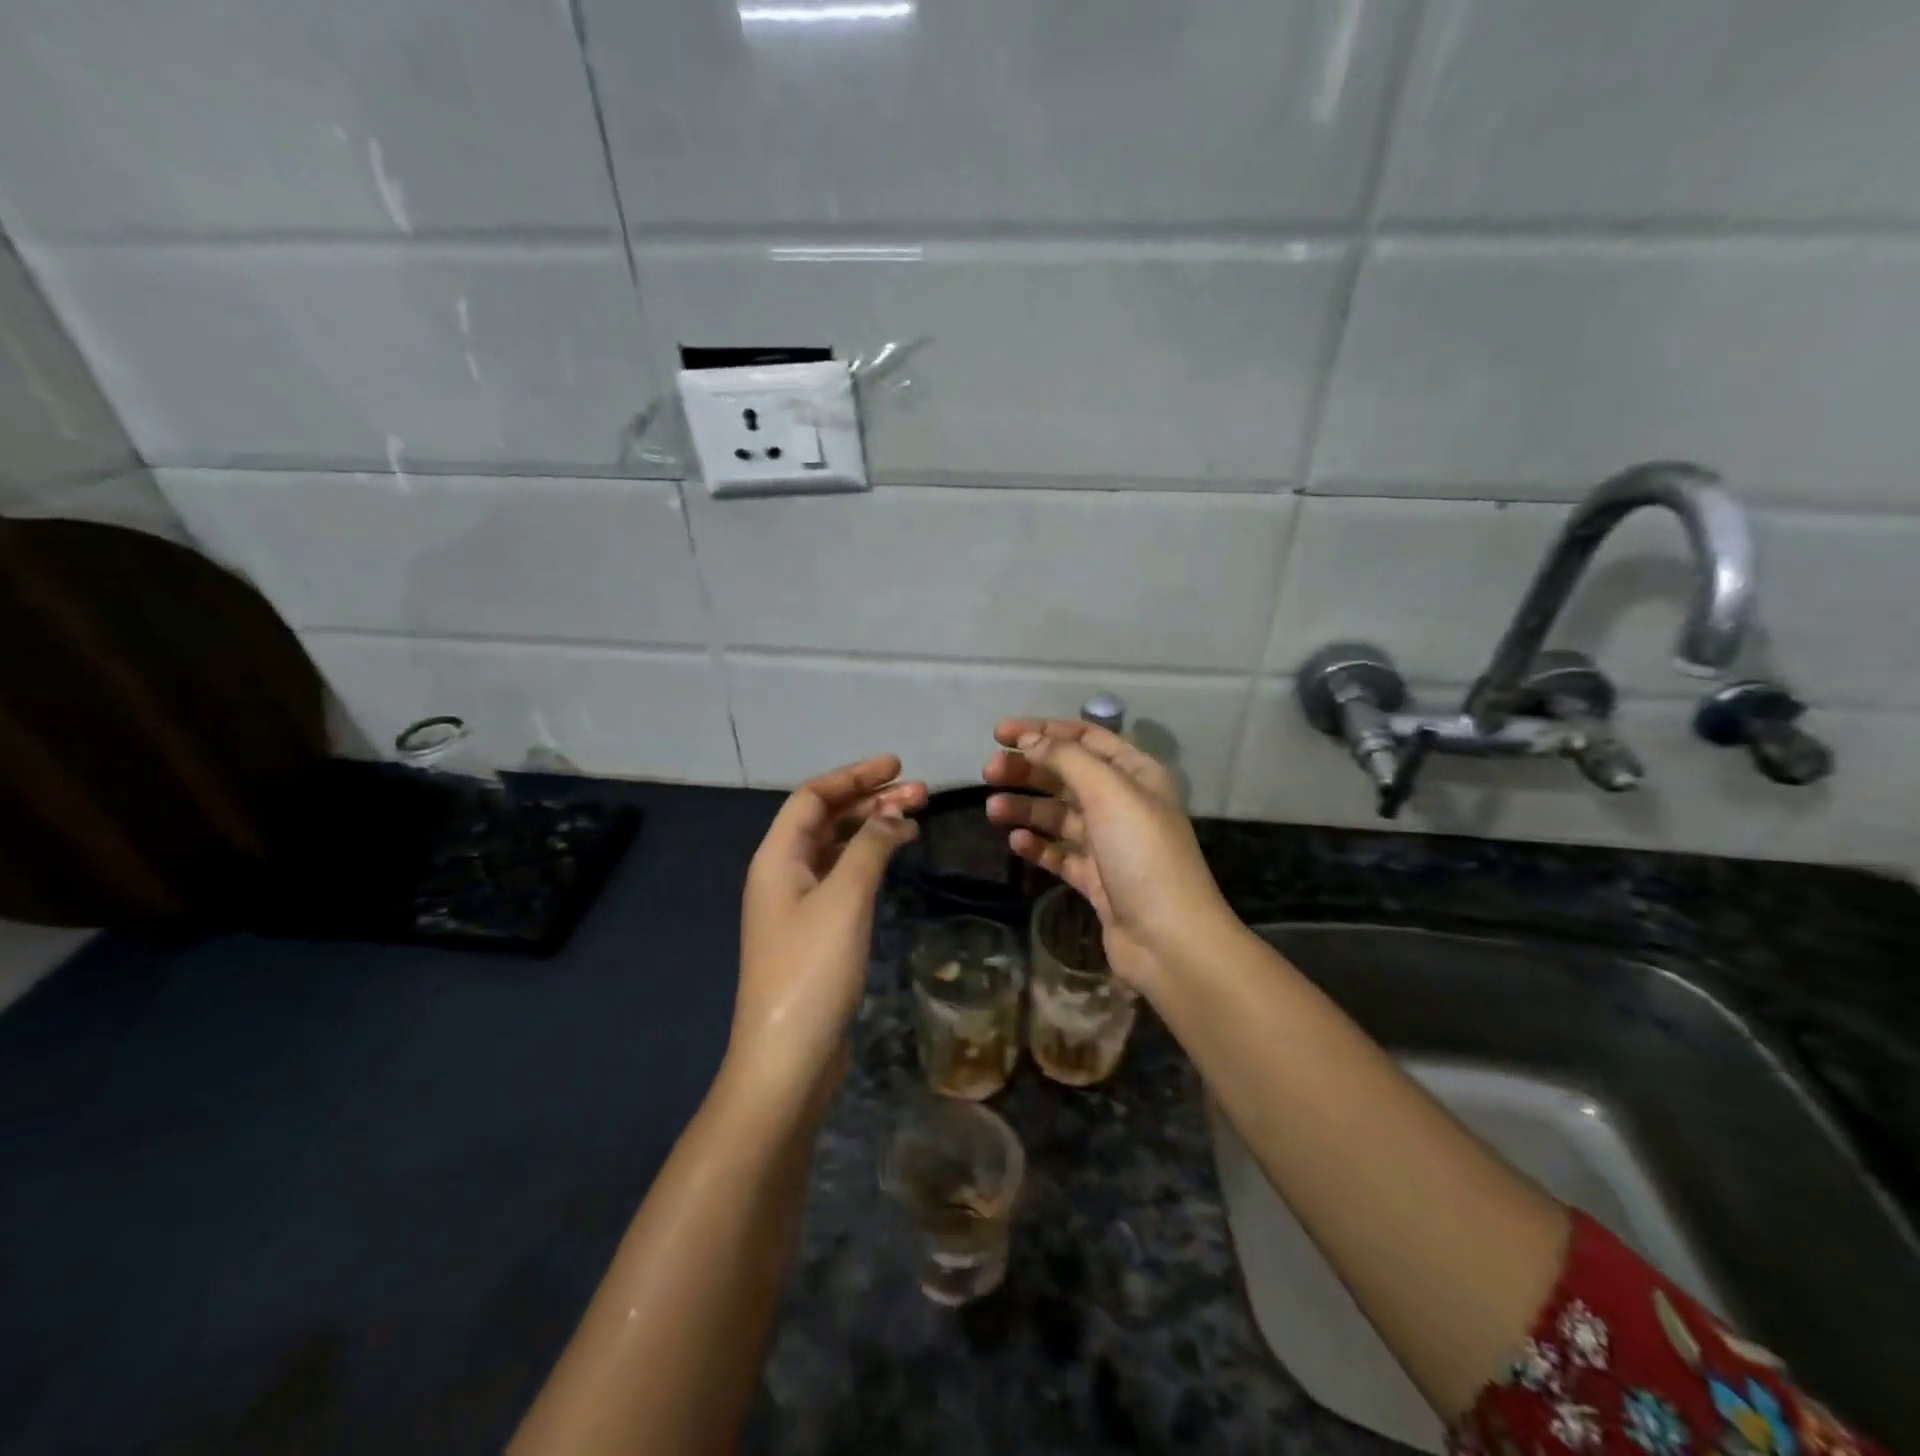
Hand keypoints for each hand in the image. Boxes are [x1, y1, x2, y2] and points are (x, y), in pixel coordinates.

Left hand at [732, 755, 925, 1100]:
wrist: (787, 1056)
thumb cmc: (812, 969)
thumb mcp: (844, 899)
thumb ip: (869, 847)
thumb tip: (893, 815)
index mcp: (777, 857)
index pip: (812, 797)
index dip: (854, 776)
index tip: (897, 766)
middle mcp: (782, 873)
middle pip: (825, 819)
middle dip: (870, 800)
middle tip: (920, 793)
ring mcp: (797, 904)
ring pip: (836, 848)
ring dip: (872, 828)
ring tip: (917, 818)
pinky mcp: (814, 930)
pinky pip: (842, 876)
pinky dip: (869, 859)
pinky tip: (895, 858)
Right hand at [983, 719, 1234, 996]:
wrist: (1169, 939)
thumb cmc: (1142, 853)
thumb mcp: (1108, 792)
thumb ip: (1066, 758)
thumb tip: (1031, 739)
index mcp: (1136, 774)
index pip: (1085, 738)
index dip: (1043, 731)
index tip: (1000, 734)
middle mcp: (1123, 803)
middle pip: (1067, 775)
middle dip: (1028, 770)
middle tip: (988, 772)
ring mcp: (1109, 843)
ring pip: (1059, 815)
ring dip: (1026, 807)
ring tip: (993, 810)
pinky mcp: (1096, 879)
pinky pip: (1060, 853)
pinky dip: (1038, 845)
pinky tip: (1016, 843)